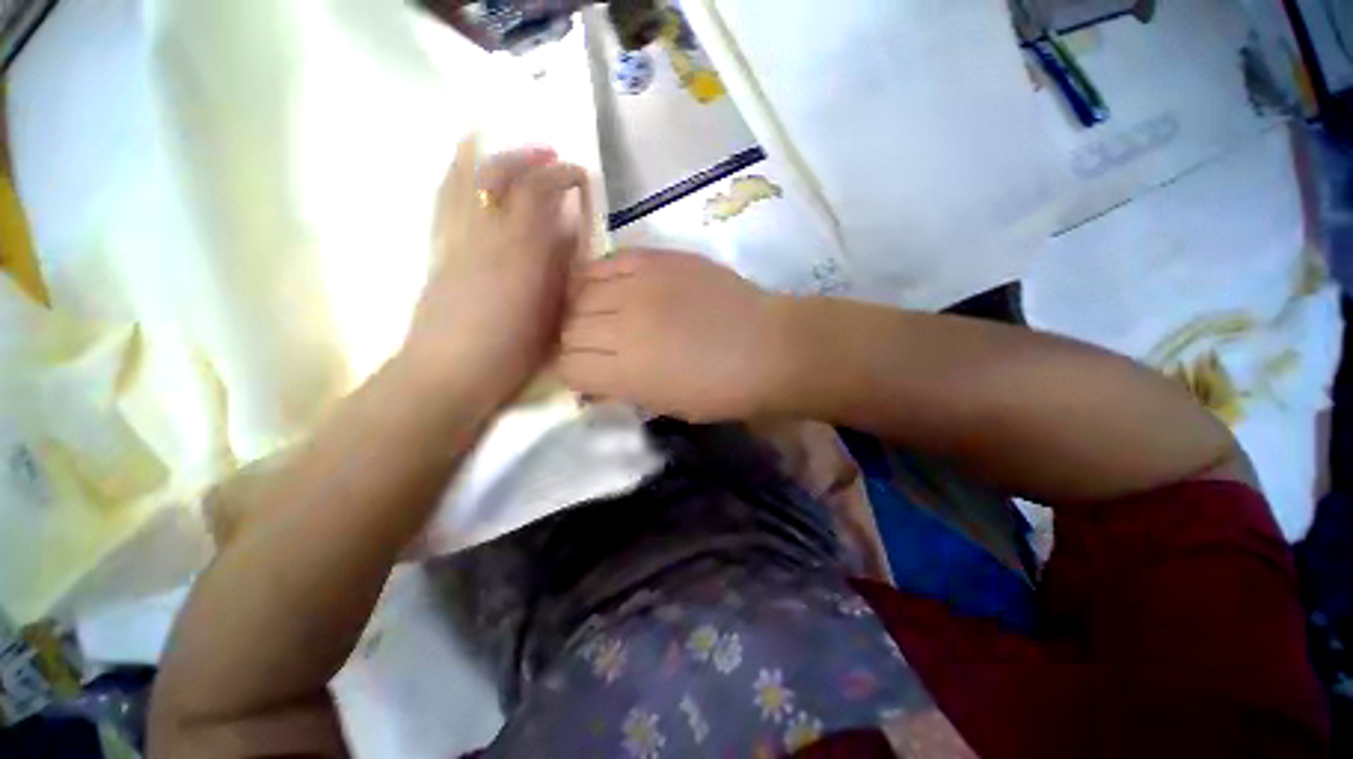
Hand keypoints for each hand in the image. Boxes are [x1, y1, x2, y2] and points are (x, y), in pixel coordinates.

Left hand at [403, 138, 592, 405]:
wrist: (449, 372)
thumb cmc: (510, 352)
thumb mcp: (549, 314)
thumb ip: (559, 271)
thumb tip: (567, 236)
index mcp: (519, 253)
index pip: (538, 193)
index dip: (561, 175)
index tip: (579, 175)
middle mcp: (484, 234)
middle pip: (499, 174)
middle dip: (527, 157)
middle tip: (548, 157)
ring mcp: (454, 237)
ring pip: (464, 178)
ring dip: (491, 158)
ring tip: (508, 152)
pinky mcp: (436, 248)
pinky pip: (443, 198)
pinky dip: (456, 174)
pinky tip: (467, 172)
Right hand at [561, 250, 789, 421]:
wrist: (766, 346)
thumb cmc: (720, 389)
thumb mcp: (664, 404)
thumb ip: (620, 389)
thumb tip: (591, 380)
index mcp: (626, 371)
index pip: (567, 365)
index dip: (570, 370)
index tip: (583, 371)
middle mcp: (623, 325)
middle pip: (568, 327)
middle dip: (572, 341)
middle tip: (590, 344)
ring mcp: (639, 286)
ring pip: (579, 292)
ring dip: (580, 308)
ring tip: (594, 314)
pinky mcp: (656, 259)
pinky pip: (607, 261)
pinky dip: (598, 276)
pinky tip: (609, 288)